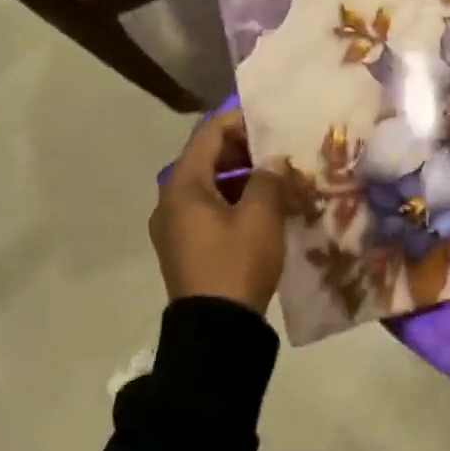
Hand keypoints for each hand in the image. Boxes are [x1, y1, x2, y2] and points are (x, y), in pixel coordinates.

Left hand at [150, 111, 286, 313]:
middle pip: (205, 159)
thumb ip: (267, 178)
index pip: (208, 135)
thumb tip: (272, 160)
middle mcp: (170, 200)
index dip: (238, 121)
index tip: (270, 120)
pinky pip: (207, 210)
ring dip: (240, 177)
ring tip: (277, 177)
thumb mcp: (261, 216)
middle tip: (279, 150)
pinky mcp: (184, 247)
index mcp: (183, 186)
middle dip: (243, 150)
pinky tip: (263, 207)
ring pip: (208, 186)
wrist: (215, 330)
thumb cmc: (237, 263)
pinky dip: (233, 200)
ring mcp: (174, 227)